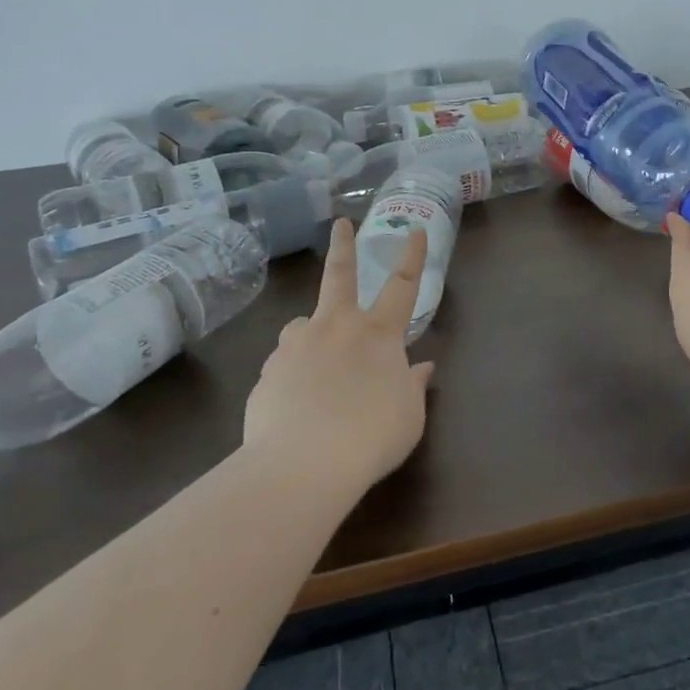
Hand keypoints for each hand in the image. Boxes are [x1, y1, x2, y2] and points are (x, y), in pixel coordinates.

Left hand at [242, 218, 435, 490]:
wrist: (301, 465)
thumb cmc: (370, 438)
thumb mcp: (409, 418)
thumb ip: (413, 387)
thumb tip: (421, 368)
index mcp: (378, 334)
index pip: (402, 286)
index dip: (413, 257)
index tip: (416, 230)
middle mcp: (336, 327)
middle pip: (340, 275)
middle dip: (343, 246)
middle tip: (340, 224)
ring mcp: (297, 345)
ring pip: (303, 325)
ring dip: (311, 334)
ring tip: (314, 363)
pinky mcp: (268, 371)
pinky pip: (284, 364)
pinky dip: (293, 374)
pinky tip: (295, 403)